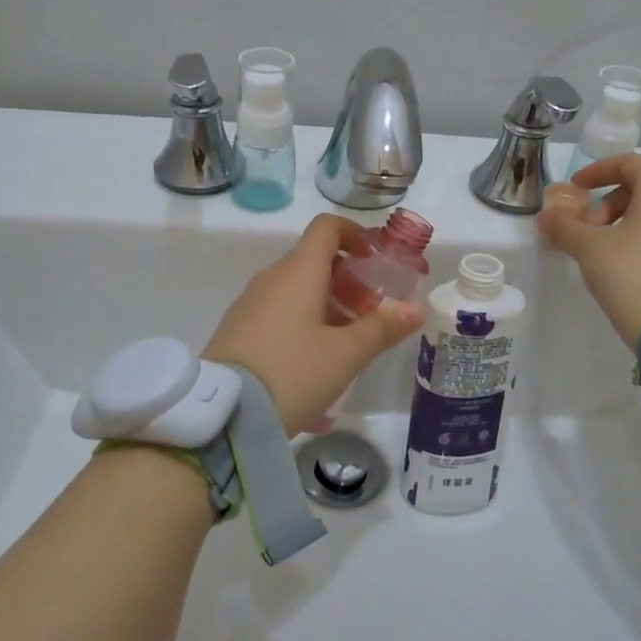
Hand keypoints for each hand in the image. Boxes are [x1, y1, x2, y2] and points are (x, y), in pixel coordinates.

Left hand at [204, 215, 426, 432]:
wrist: (224, 413)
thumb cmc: (293, 373)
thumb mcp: (345, 355)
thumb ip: (382, 328)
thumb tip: (416, 308)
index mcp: (298, 272)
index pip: (326, 228)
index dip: (355, 234)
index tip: (375, 260)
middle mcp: (272, 278)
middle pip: (315, 260)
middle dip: (349, 280)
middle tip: (370, 314)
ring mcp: (250, 303)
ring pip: (297, 288)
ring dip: (329, 304)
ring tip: (348, 344)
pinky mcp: (238, 328)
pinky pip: (280, 311)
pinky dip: (305, 321)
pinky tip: (317, 364)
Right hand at [537, 154, 640, 350]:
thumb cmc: (631, 274)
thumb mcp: (589, 248)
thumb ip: (564, 227)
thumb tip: (545, 217)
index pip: (630, 163)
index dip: (598, 171)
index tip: (576, 189)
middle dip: (608, 203)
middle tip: (587, 230)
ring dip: (625, 222)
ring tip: (603, 251)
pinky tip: (627, 266)